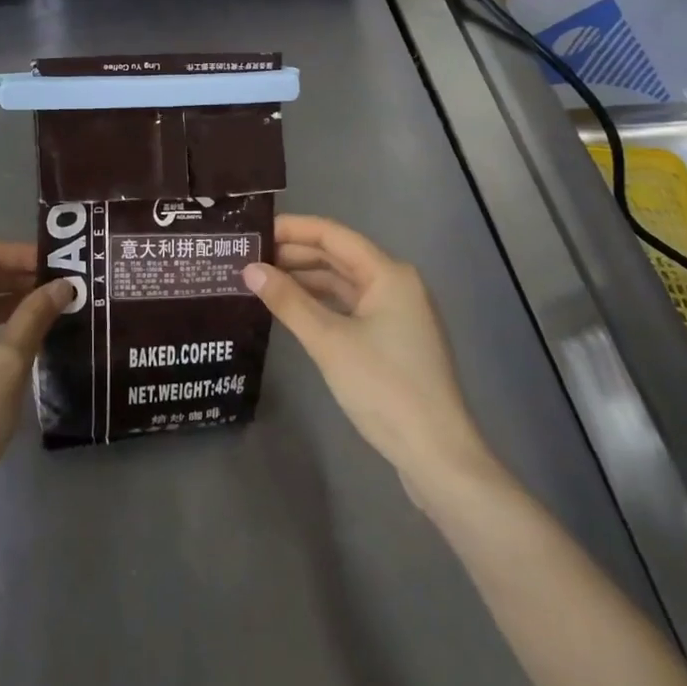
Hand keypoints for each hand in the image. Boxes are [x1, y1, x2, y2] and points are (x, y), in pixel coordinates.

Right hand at [245, 215, 493, 500]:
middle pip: (338, 256)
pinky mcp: (392, 340)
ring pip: (343, 283)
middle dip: (294, 255)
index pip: (332, 235)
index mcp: (388, 273)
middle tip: (249, 257)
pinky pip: (350, 307)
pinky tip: (292, 309)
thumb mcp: (329, 342)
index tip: (254, 231)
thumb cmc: (385, 388)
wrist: (438, 456)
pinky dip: (321, 304)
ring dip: (305, 280)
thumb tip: (249, 269)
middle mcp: (396, 284)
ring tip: (262, 281)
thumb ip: (288, 301)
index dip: (292, 229)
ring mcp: (397, 313)